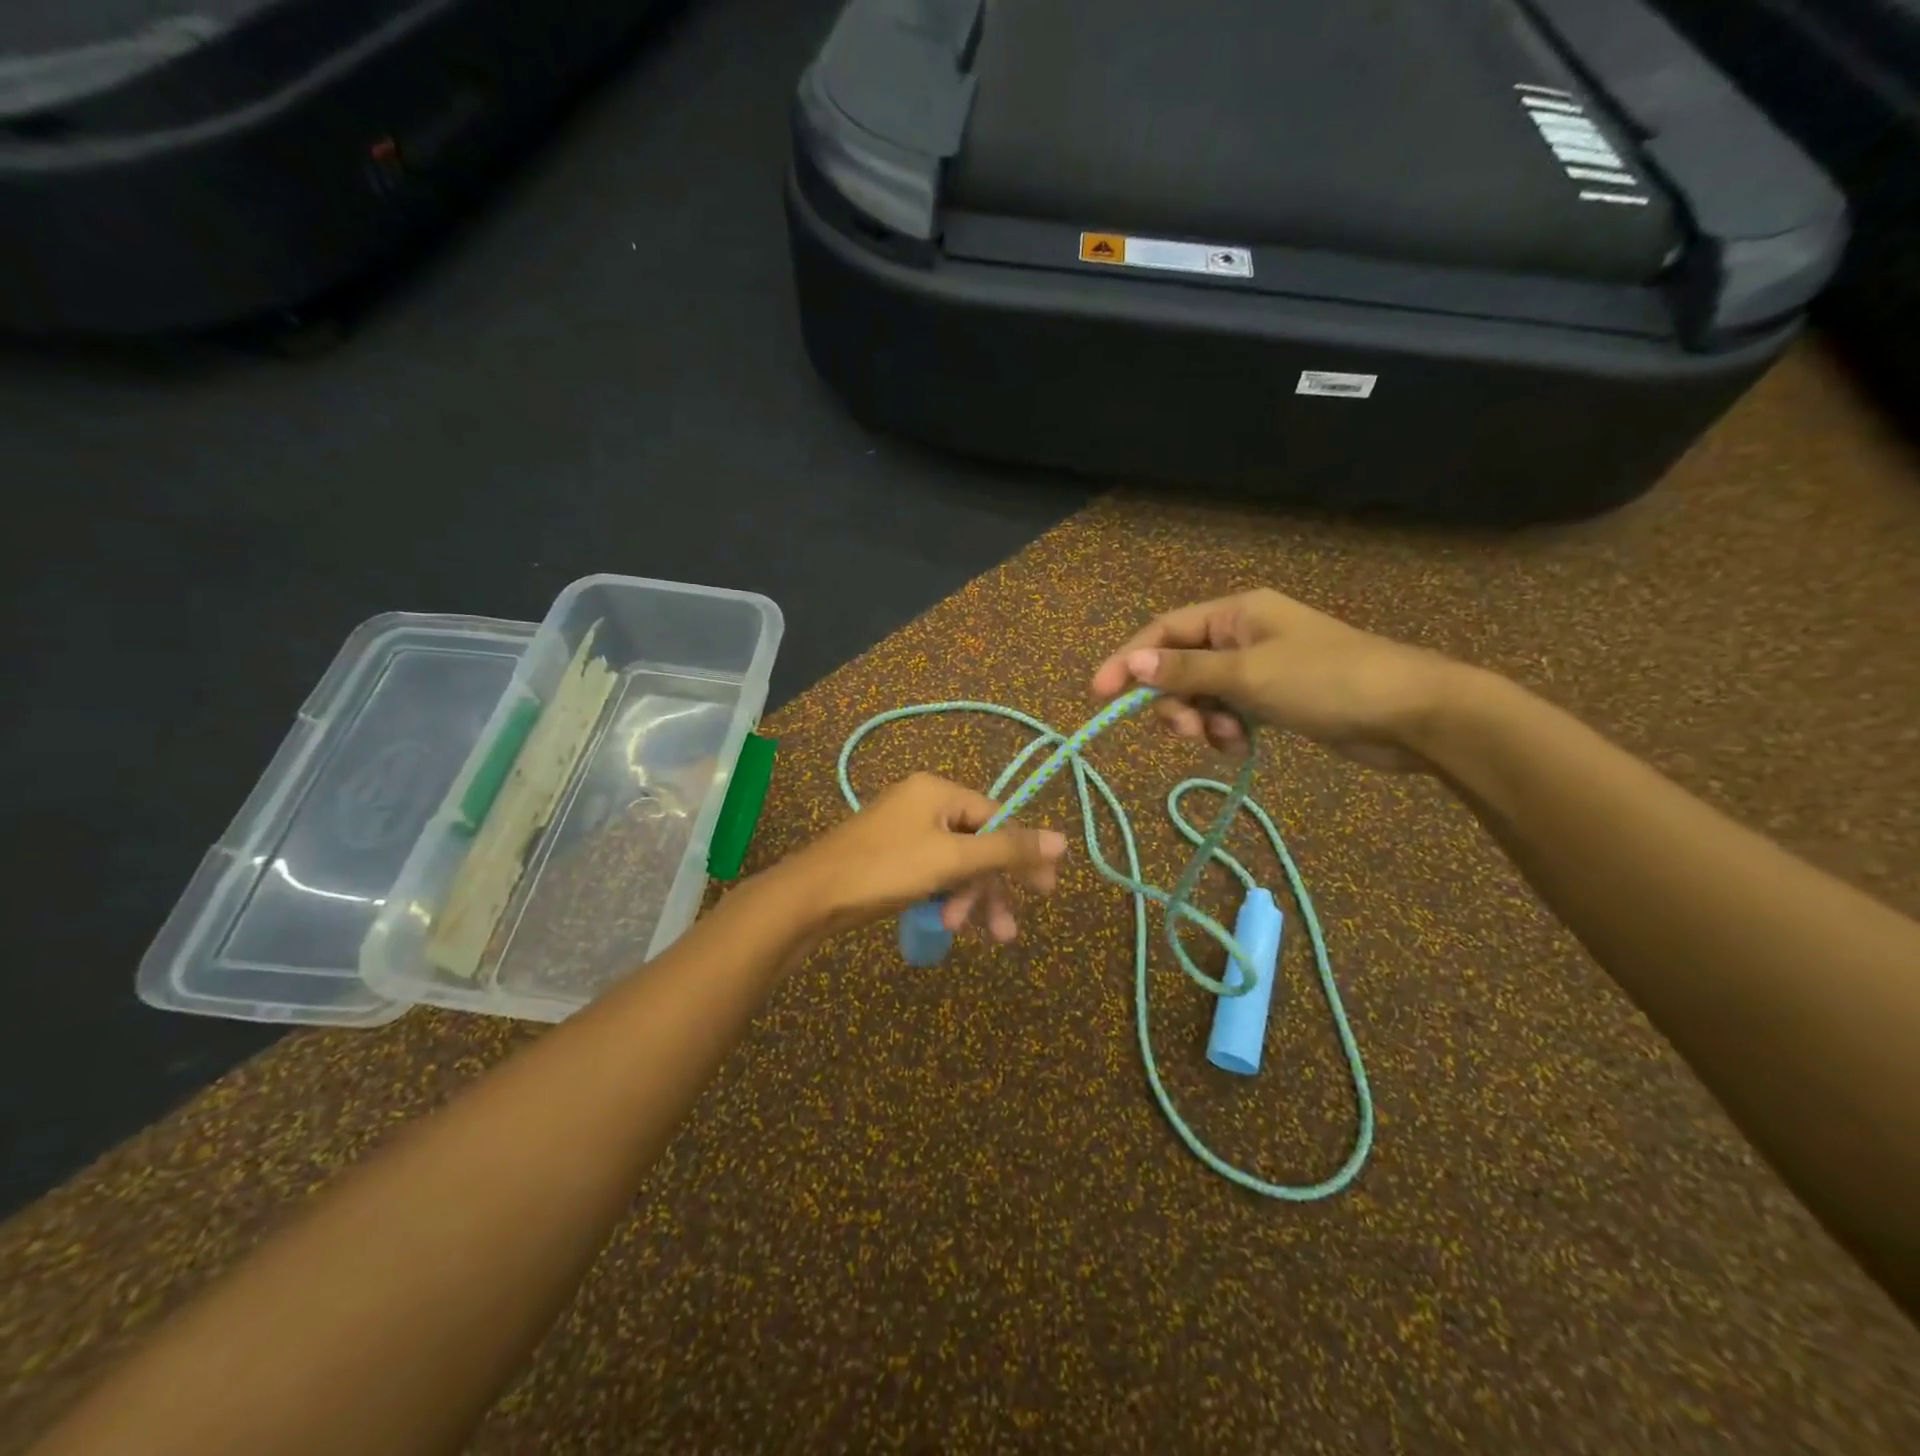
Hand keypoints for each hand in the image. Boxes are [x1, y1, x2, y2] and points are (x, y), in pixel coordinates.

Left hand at [781, 773, 1067, 939]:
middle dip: (990, 888)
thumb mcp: (952, 859)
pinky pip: (933, 873)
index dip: (1022, 854)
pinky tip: (944, 924)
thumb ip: (1007, 849)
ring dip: (967, 899)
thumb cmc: (885, 869)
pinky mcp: (892, 858)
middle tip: (1006, 931)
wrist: (811, 897)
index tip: (1045, 891)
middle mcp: (924, 804)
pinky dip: (943, 897)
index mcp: (938, 791)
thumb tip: (1062, 839)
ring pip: (955, 864)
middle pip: (977, 844)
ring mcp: (905, 831)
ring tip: (969, 934)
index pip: (997, 817)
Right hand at [1089, 588, 1461, 770]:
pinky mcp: (1275, 699)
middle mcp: (1242, 634)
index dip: (1128, 660)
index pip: (1164, 631)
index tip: (1099, 695)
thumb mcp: (1248, 676)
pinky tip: (1241, 745)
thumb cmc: (1326, 681)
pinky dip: (1225, 730)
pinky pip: (1229, 712)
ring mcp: (1259, 667)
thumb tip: (1131, 665)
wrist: (1411, 714)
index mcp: (1236, 612)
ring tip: (1222, 739)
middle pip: (1180, 665)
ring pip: (1202, 693)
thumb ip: (1187, 671)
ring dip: (1200, 719)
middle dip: (1173, 699)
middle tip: (1182, 730)